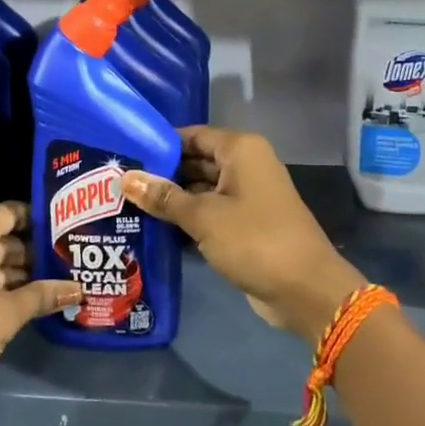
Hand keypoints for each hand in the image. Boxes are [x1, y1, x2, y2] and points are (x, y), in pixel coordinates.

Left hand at [0, 203, 80, 410]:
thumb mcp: (4, 315)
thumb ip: (42, 296)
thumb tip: (78, 287)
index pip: (12, 212)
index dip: (40, 216)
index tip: (71, 225)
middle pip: (5, 239)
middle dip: (37, 250)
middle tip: (74, 258)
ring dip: (24, 275)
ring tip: (63, 280)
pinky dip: (6, 291)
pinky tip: (35, 303)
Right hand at [123, 127, 365, 345]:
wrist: (306, 290)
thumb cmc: (254, 240)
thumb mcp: (203, 217)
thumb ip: (164, 197)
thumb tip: (125, 178)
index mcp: (240, 150)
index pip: (192, 135)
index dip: (160, 145)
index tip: (125, 155)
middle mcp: (246, 166)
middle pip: (196, 162)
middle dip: (162, 175)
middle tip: (118, 185)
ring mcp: (248, 196)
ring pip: (202, 190)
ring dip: (172, 200)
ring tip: (128, 207)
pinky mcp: (247, 225)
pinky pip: (211, 213)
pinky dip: (188, 220)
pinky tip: (155, 230)